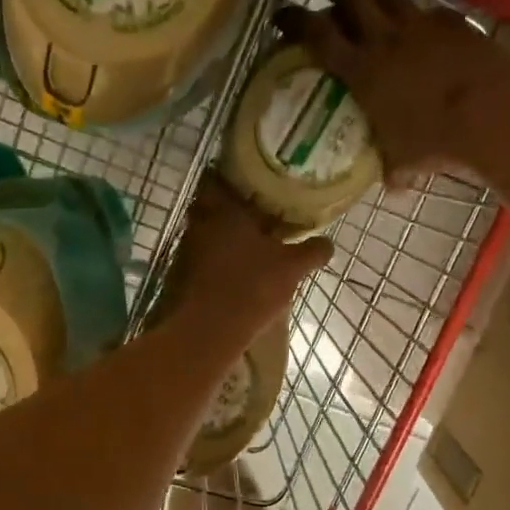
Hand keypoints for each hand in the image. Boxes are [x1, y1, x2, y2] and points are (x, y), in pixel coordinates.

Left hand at [161, 178, 331, 340]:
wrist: (207, 332)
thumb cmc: (251, 287)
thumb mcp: (292, 268)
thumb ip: (312, 251)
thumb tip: (328, 243)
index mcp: (223, 208)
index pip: (219, 178)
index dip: (236, 177)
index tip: (255, 182)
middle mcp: (199, 223)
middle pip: (212, 206)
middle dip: (232, 209)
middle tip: (258, 214)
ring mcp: (187, 250)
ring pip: (207, 232)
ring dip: (225, 235)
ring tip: (252, 243)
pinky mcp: (182, 275)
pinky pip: (203, 257)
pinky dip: (218, 259)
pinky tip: (237, 269)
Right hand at [276, 0, 509, 186]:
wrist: (492, 114)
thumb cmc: (435, 141)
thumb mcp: (402, 161)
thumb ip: (391, 168)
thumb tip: (391, 184)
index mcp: (361, 71)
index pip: (319, 35)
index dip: (297, 20)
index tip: (282, 13)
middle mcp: (385, 39)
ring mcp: (421, 26)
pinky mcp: (452, 23)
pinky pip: (425, 9)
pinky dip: (413, 10)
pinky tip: (415, 17)